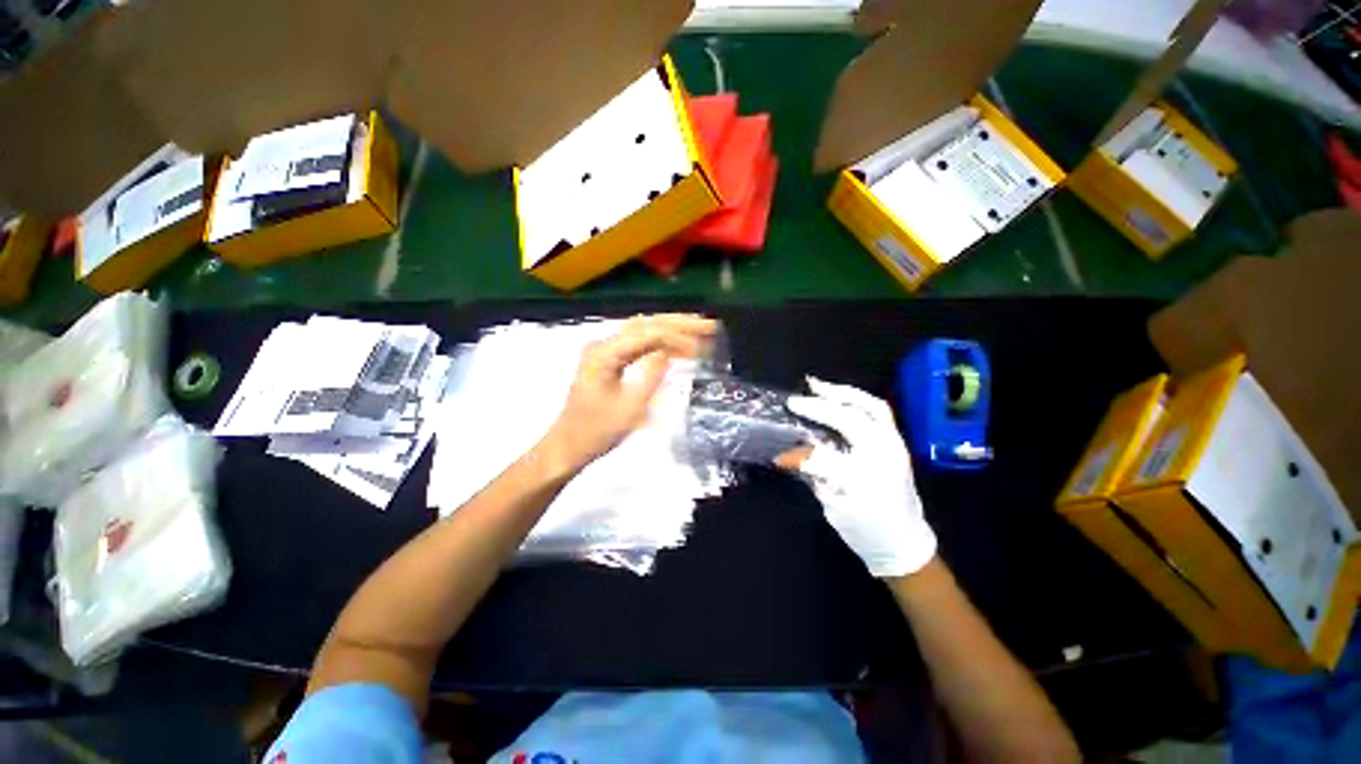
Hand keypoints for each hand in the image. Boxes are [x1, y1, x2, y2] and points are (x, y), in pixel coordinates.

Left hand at [541, 314, 717, 474]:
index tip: (704, 343)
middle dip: (679, 323)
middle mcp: (604, 344)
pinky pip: (638, 345)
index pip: (648, 334)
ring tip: (700, 330)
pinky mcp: (608, 361)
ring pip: (643, 331)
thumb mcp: (631, 407)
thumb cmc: (598, 431)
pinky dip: (660, 344)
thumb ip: (652, 376)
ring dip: (671, 330)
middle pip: (646, 324)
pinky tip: (678, 348)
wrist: (568, 446)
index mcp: (605, 353)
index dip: (678, 337)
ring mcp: (605, 351)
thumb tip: (671, 352)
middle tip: (709, 325)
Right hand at [778, 377, 935, 577]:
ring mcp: (895, 445)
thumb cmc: (869, 530)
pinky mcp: (895, 444)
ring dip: (844, 393)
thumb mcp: (837, 509)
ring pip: (874, 407)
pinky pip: (878, 413)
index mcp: (871, 476)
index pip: (831, 453)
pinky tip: (839, 399)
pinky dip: (857, 400)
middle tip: (801, 395)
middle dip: (826, 402)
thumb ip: (818, 476)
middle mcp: (888, 453)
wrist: (904, 545)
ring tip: (819, 387)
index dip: (802, 451)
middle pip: (858, 416)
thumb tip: (795, 453)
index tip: (781, 452)